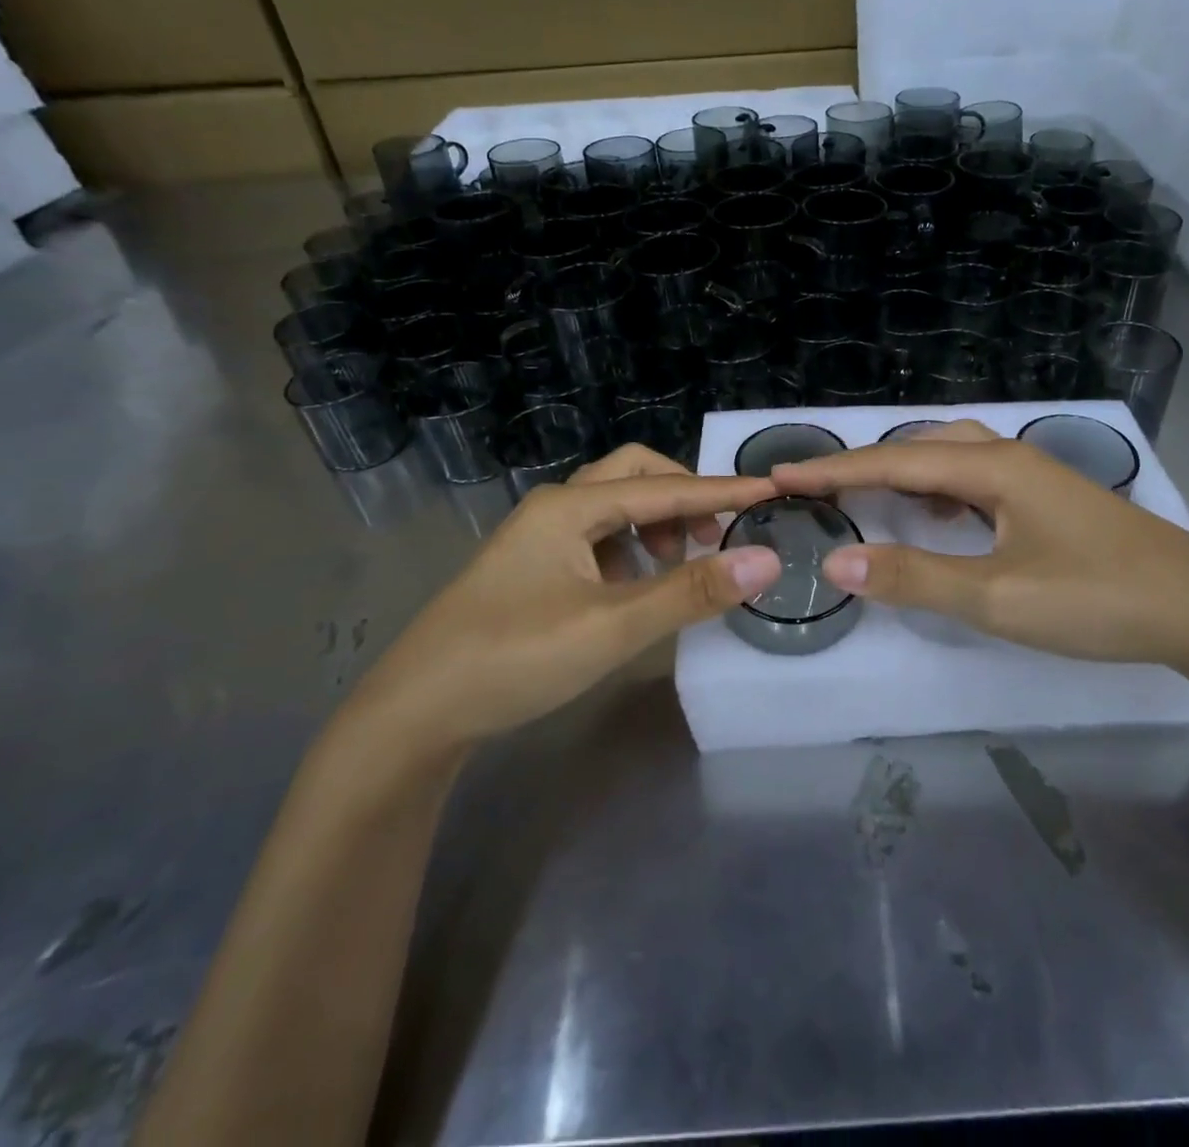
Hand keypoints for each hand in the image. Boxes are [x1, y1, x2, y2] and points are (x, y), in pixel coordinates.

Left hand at [353, 446, 779, 749]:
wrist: (415, 712)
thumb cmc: (514, 659)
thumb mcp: (612, 627)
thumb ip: (690, 592)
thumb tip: (766, 560)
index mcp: (571, 507)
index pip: (666, 488)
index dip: (722, 492)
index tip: (773, 491)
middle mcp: (555, 508)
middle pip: (634, 476)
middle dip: (683, 497)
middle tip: (718, 535)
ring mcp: (540, 537)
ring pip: (614, 506)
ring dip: (657, 523)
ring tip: (684, 563)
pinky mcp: (534, 567)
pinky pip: (598, 537)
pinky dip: (632, 548)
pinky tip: (639, 587)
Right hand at [773, 428, 1188, 677]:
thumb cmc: (1097, 599)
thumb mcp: (997, 597)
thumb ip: (914, 578)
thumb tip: (835, 563)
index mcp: (991, 467)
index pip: (892, 461)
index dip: (831, 470)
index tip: (777, 474)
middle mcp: (1009, 455)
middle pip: (919, 446)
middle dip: (862, 466)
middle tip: (816, 489)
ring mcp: (1033, 474)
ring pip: (950, 457)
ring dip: (903, 472)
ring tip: (866, 496)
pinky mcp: (1048, 498)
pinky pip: (975, 478)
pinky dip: (939, 489)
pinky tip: (938, 514)